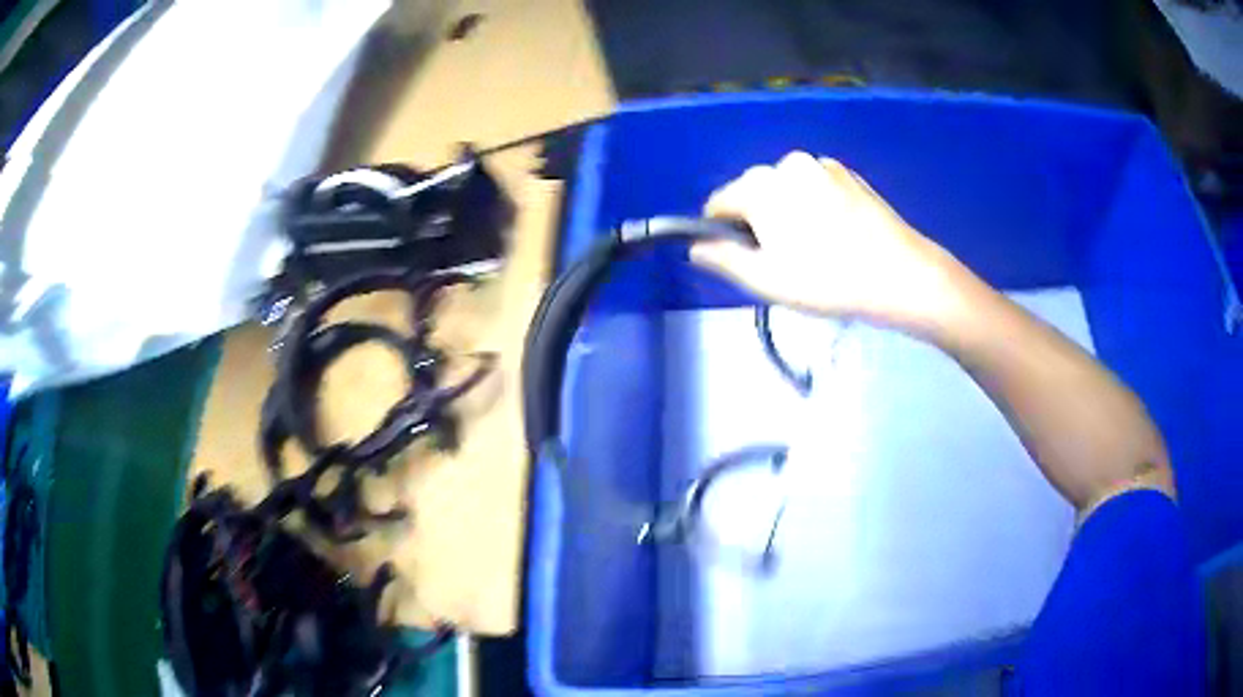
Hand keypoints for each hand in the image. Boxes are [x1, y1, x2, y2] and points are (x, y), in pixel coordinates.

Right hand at [691, 151, 968, 335]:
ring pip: (785, 191)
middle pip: (753, 194)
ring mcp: (822, 165)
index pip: (718, 203)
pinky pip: (814, 188)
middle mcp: (788, 163)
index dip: (720, 233)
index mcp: (762, 185)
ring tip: (814, 251)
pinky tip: (836, 236)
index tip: (742, 261)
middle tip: (784, 262)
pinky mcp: (848, 174)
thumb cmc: (829, 281)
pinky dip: (813, 208)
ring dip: (786, 215)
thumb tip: (696, 247)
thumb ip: (722, 259)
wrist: (901, 275)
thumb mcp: (767, 280)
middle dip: (757, 223)